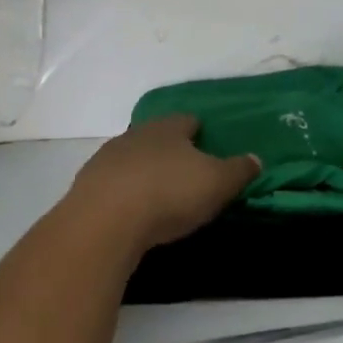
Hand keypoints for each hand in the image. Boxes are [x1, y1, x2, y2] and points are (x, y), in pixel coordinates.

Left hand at [65, 115, 259, 250]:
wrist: (104, 222)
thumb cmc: (169, 194)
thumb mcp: (217, 183)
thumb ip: (238, 170)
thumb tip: (256, 158)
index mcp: (168, 128)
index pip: (187, 120)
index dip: (199, 130)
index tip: (207, 143)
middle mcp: (136, 134)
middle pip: (156, 136)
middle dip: (170, 150)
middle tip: (185, 170)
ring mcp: (107, 158)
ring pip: (132, 158)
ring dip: (144, 170)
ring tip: (158, 192)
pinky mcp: (87, 185)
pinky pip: (112, 183)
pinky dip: (124, 191)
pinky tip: (132, 210)